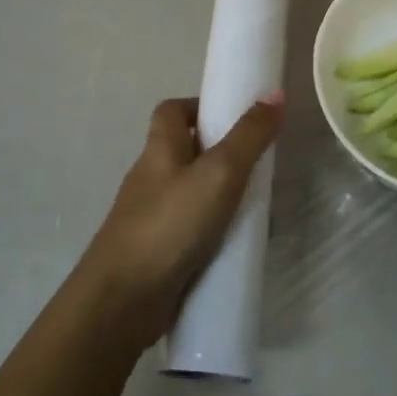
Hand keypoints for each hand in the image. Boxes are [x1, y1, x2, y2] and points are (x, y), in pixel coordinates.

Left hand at [79, 95, 283, 343]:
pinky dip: (213, 233)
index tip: (235, 118)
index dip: (200, 106)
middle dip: (221, 154)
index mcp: (159, 149)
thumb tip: (276, 93)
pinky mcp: (157, 253)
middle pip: (184, 151)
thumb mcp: (219, 173)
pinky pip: (191, 231)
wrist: (121, 302)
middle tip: (259, 164)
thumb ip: (249, 135)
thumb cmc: (170, 224)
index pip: (172, 111)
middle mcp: (151, 177)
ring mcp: (151, 217)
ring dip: (221, 196)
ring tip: (258, 206)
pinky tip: (238, 245)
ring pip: (191, 194)